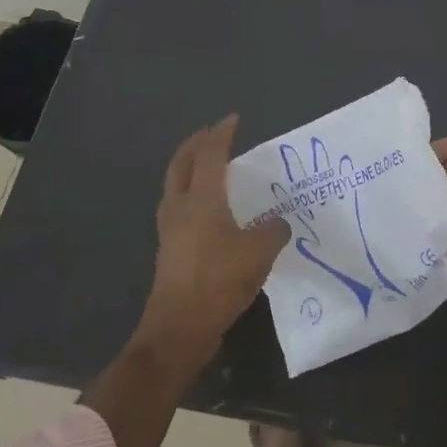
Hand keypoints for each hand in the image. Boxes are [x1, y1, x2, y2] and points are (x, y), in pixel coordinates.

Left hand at [137, 115, 289, 371]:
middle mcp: (181, 207)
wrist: (179, 328)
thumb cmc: (219, 281)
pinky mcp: (168, 249)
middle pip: (181, 164)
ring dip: (188, 167)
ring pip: (175, 185)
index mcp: (202, 200)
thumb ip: (273, 231)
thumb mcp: (259, 253)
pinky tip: (205, 207)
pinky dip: (189, 193)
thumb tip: (278, 223)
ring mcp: (170, 229)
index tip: (233, 119)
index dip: (222, 134)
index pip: (211, 155)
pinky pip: (177, 206)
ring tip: (206, 166)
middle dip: (195, 144)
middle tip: (211, 133)